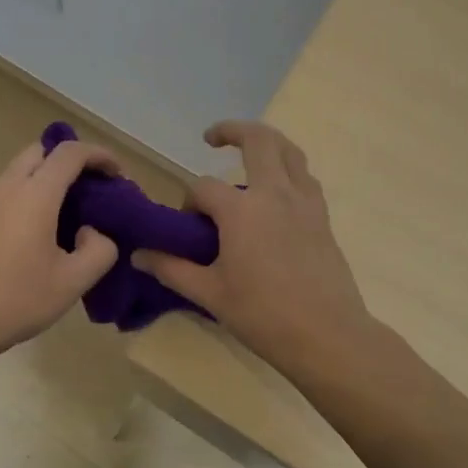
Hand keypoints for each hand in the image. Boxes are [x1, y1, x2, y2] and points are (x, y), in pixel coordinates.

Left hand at [0, 136, 121, 362]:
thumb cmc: (16, 300)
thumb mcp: (73, 282)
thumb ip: (99, 250)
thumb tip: (93, 232)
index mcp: (35, 194)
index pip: (70, 153)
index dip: (99, 155)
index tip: (117, 174)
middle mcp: (7, 187)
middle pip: (41, 151)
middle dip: (70, 160)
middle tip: (91, 189)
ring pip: (20, 170)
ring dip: (47, 177)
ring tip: (69, 212)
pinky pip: (7, 191)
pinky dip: (29, 194)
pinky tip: (38, 232)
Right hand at [131, 121, 371, 356]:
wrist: (328, 336)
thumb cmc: (264, 315)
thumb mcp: (210, 294)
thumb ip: (172, 269)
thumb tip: (139, 255)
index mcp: (241, 210)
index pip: (204, 188)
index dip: (190, 202)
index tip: (188, 228)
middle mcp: (274, 193)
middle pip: (257, 140)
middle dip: (231, 130)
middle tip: (212, 138)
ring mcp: (303, 202)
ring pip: (289, 150)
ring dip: (266, 142)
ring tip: (247, 151)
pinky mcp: (322, 216)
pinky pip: (304, 176)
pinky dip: (288, 168)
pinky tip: (276, 190)